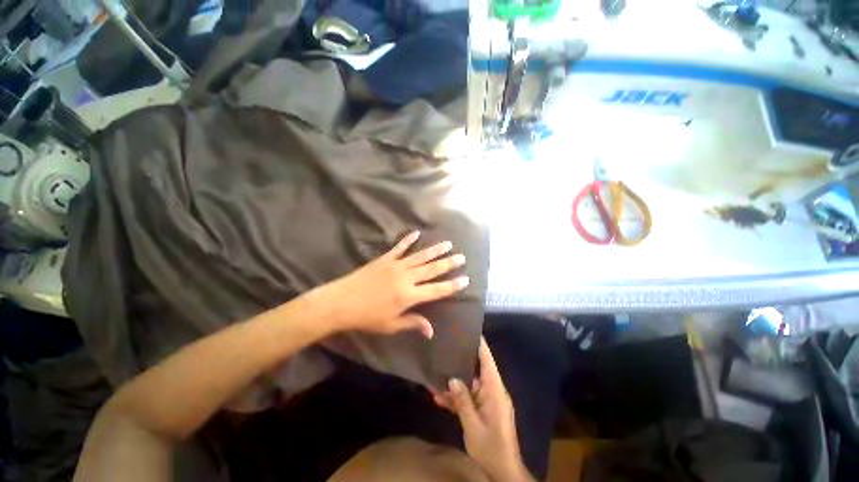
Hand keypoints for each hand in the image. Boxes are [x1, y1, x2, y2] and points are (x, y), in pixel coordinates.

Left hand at [311, 231, 468, 338]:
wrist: (341, 302)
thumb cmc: (367, 317)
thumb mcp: (391, 325)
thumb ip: (413, 323)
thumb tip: (432, 331)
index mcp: (409, 296)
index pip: (437, 290)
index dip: (452, 285)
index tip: (465, 279)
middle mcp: (407, 278)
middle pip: (432, 269)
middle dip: (448, 263)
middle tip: (462, 257)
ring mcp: (396, 265)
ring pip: (420, 256)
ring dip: (435, 250)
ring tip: (448, 243)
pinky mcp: (385, 259)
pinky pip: (400, 247)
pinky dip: (408, 240)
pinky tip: (417, 233)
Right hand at [433, 338, 532, 481]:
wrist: (503, 471)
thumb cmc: (491, 446)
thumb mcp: (472, 424)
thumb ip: (462, 400)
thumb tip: (452, 379)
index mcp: (494, 389)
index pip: (488, 360)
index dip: (480, 344)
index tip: (469, 330)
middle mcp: (492, 391)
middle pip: (477, 369)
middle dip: (462, 360)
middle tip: (446, 348)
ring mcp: (487, 401)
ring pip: (470, 384)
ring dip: (455, 383)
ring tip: (436, 374)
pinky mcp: (483, 410)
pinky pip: (469, 398)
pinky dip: (457, 398)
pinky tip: (439, 397)